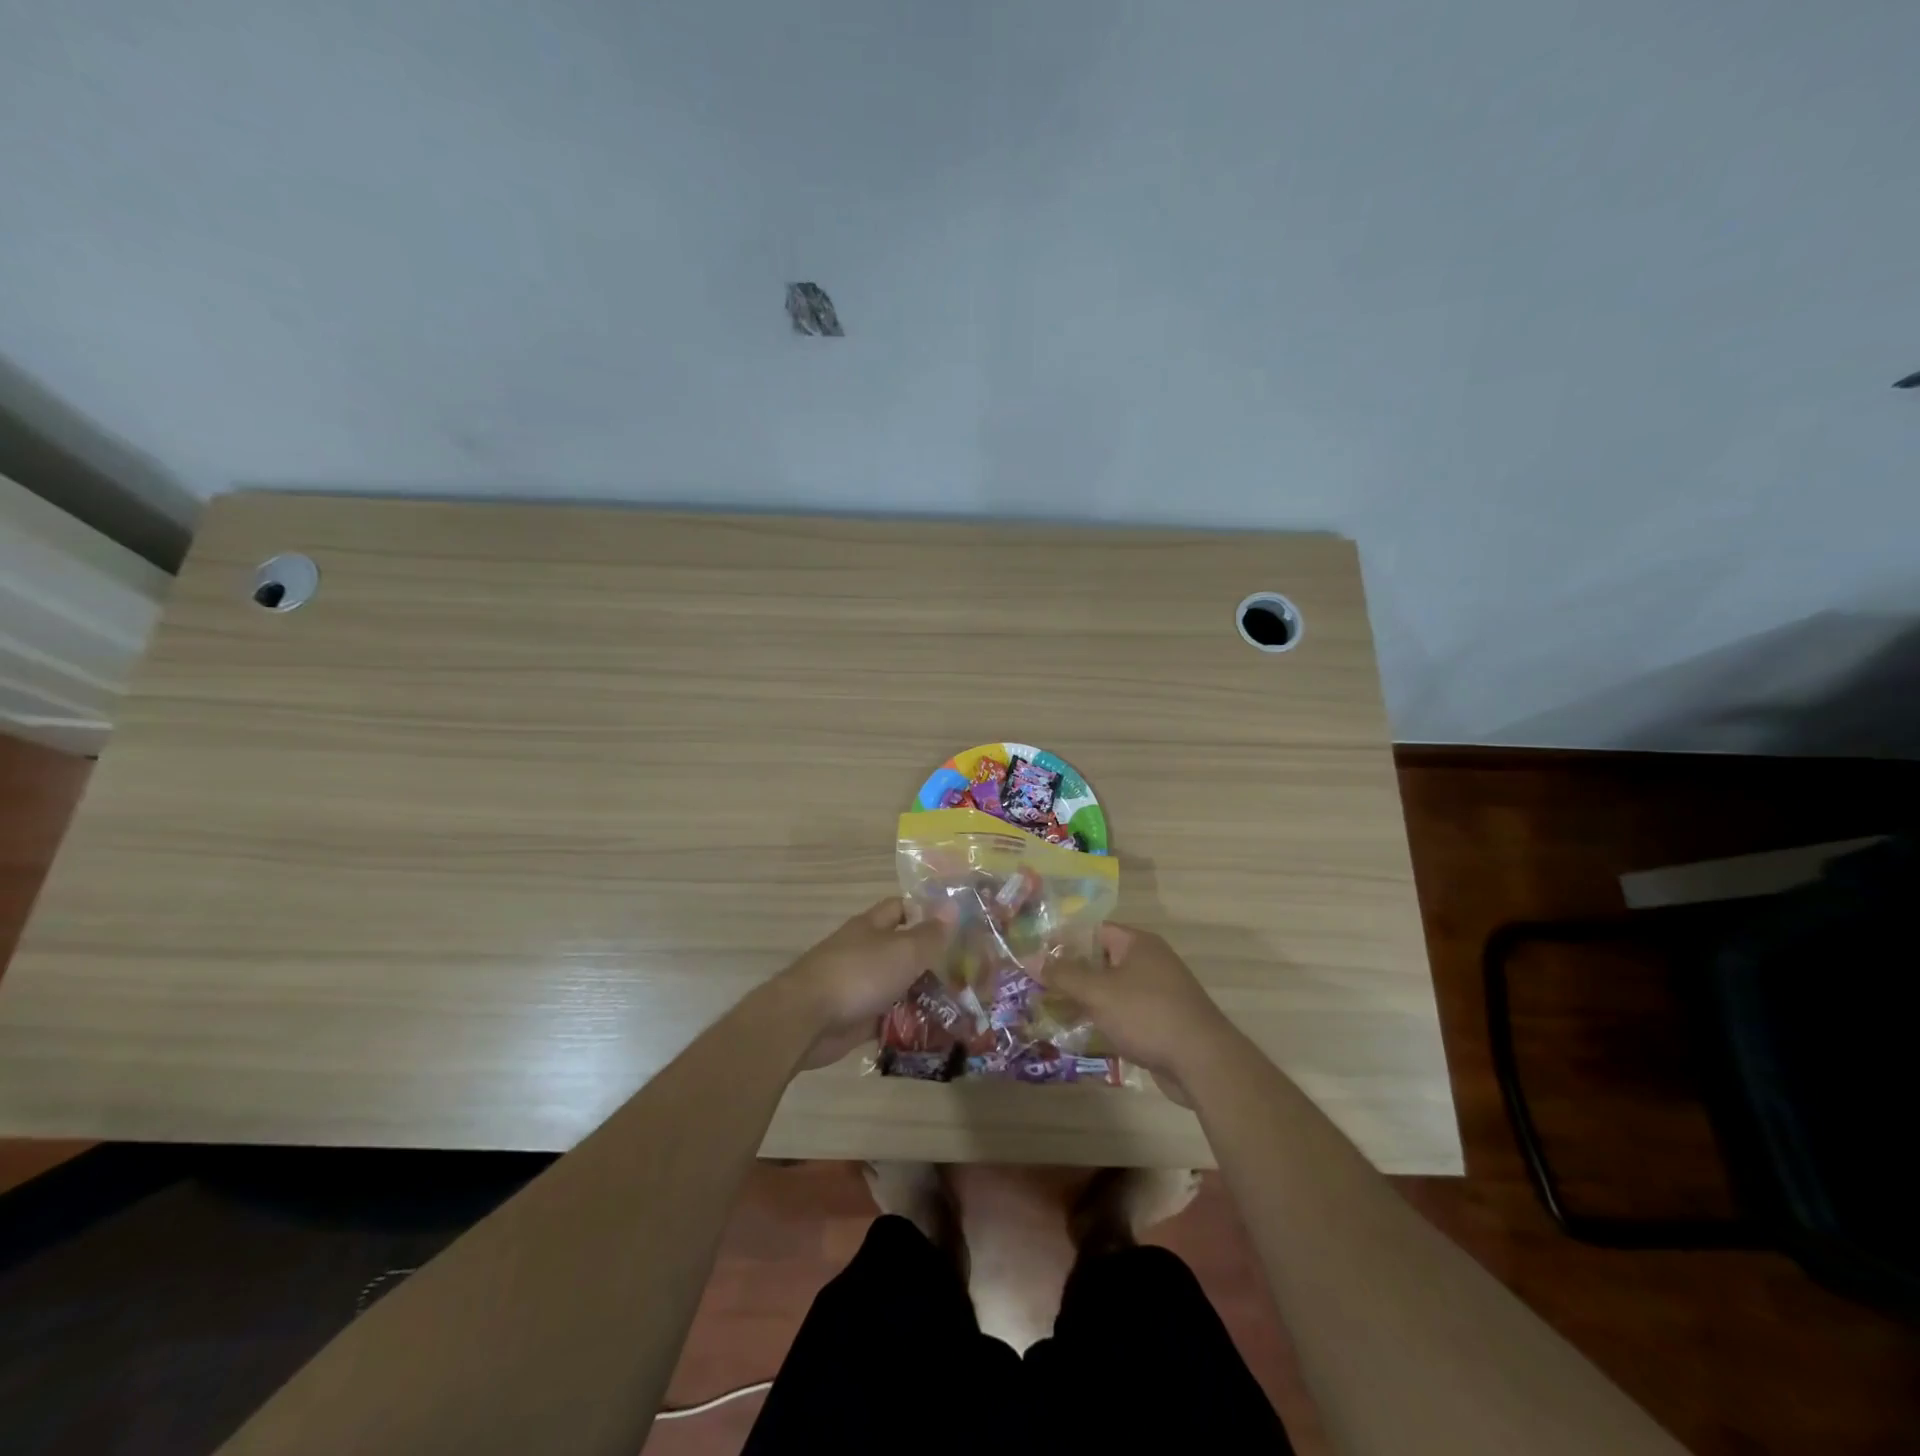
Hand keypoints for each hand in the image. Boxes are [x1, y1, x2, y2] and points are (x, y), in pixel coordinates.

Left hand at [778, 898, 952, 1070]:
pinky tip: (933, 1032)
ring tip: (958, 1007)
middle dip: (929, 960)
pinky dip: (905, 1024)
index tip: (956, 927)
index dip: (925, 913)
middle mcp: (863, 951)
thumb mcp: (903, 951)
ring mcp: (857, 986)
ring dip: (920, 995)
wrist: (807, 1020)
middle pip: (901, 950)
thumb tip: (952, 906)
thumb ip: (930, 934)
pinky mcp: (854, 1018)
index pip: (901, 908)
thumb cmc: (858, 975)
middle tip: (966, 973)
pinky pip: (886, 1017)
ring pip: (896, 985)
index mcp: (871, 927)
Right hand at [1035, 924, 1234, 1101]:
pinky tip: (1083, 1032)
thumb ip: (1064, 975)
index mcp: (1138, 943)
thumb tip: (1033, 959)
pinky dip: (1105, 1018)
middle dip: (1072, 973)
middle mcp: (1150, 961)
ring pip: (1112, 989)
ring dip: (1087, 999)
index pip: (1094, 931)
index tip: (1038, 956)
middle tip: (1039, 985)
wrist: (1202, 1062)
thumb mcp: (1098, 992)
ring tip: (1052, 1010)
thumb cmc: (1147, 1014)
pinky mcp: (1162, 1021)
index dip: (1065, 941)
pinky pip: (1125, 1012)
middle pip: (1102, 960)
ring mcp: (1159, 992)